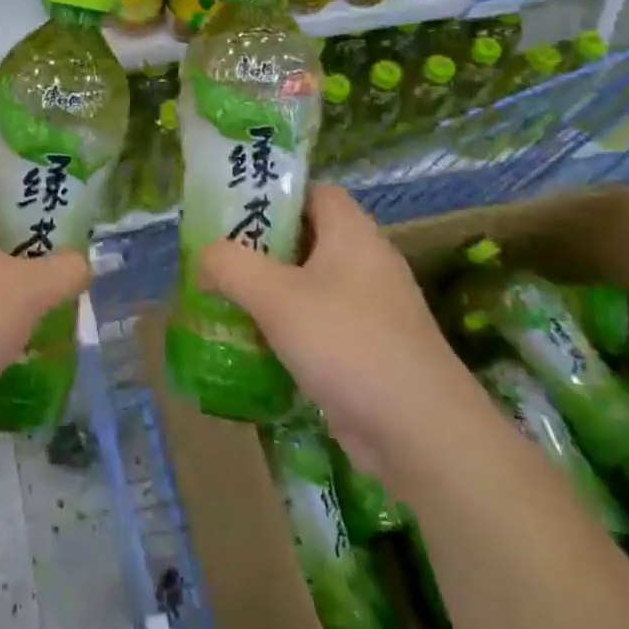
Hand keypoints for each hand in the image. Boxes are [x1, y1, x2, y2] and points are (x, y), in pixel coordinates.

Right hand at [199, 184, 490, 477]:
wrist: (422, 435)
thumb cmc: (347, 344)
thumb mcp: (275, 296)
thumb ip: (230, 265)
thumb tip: (206, 259)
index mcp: (353, 234)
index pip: (314, 193)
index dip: (276, 195)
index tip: (234, 211)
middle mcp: (367, 264)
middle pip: (308, 238)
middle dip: (262, 247)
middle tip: (219, 258)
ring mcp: (373, 310)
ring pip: (311, 285)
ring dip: (271, 292)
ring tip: (227, 300)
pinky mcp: (371, 351)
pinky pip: (321, 324)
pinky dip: (290, 329)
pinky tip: (257, 346)